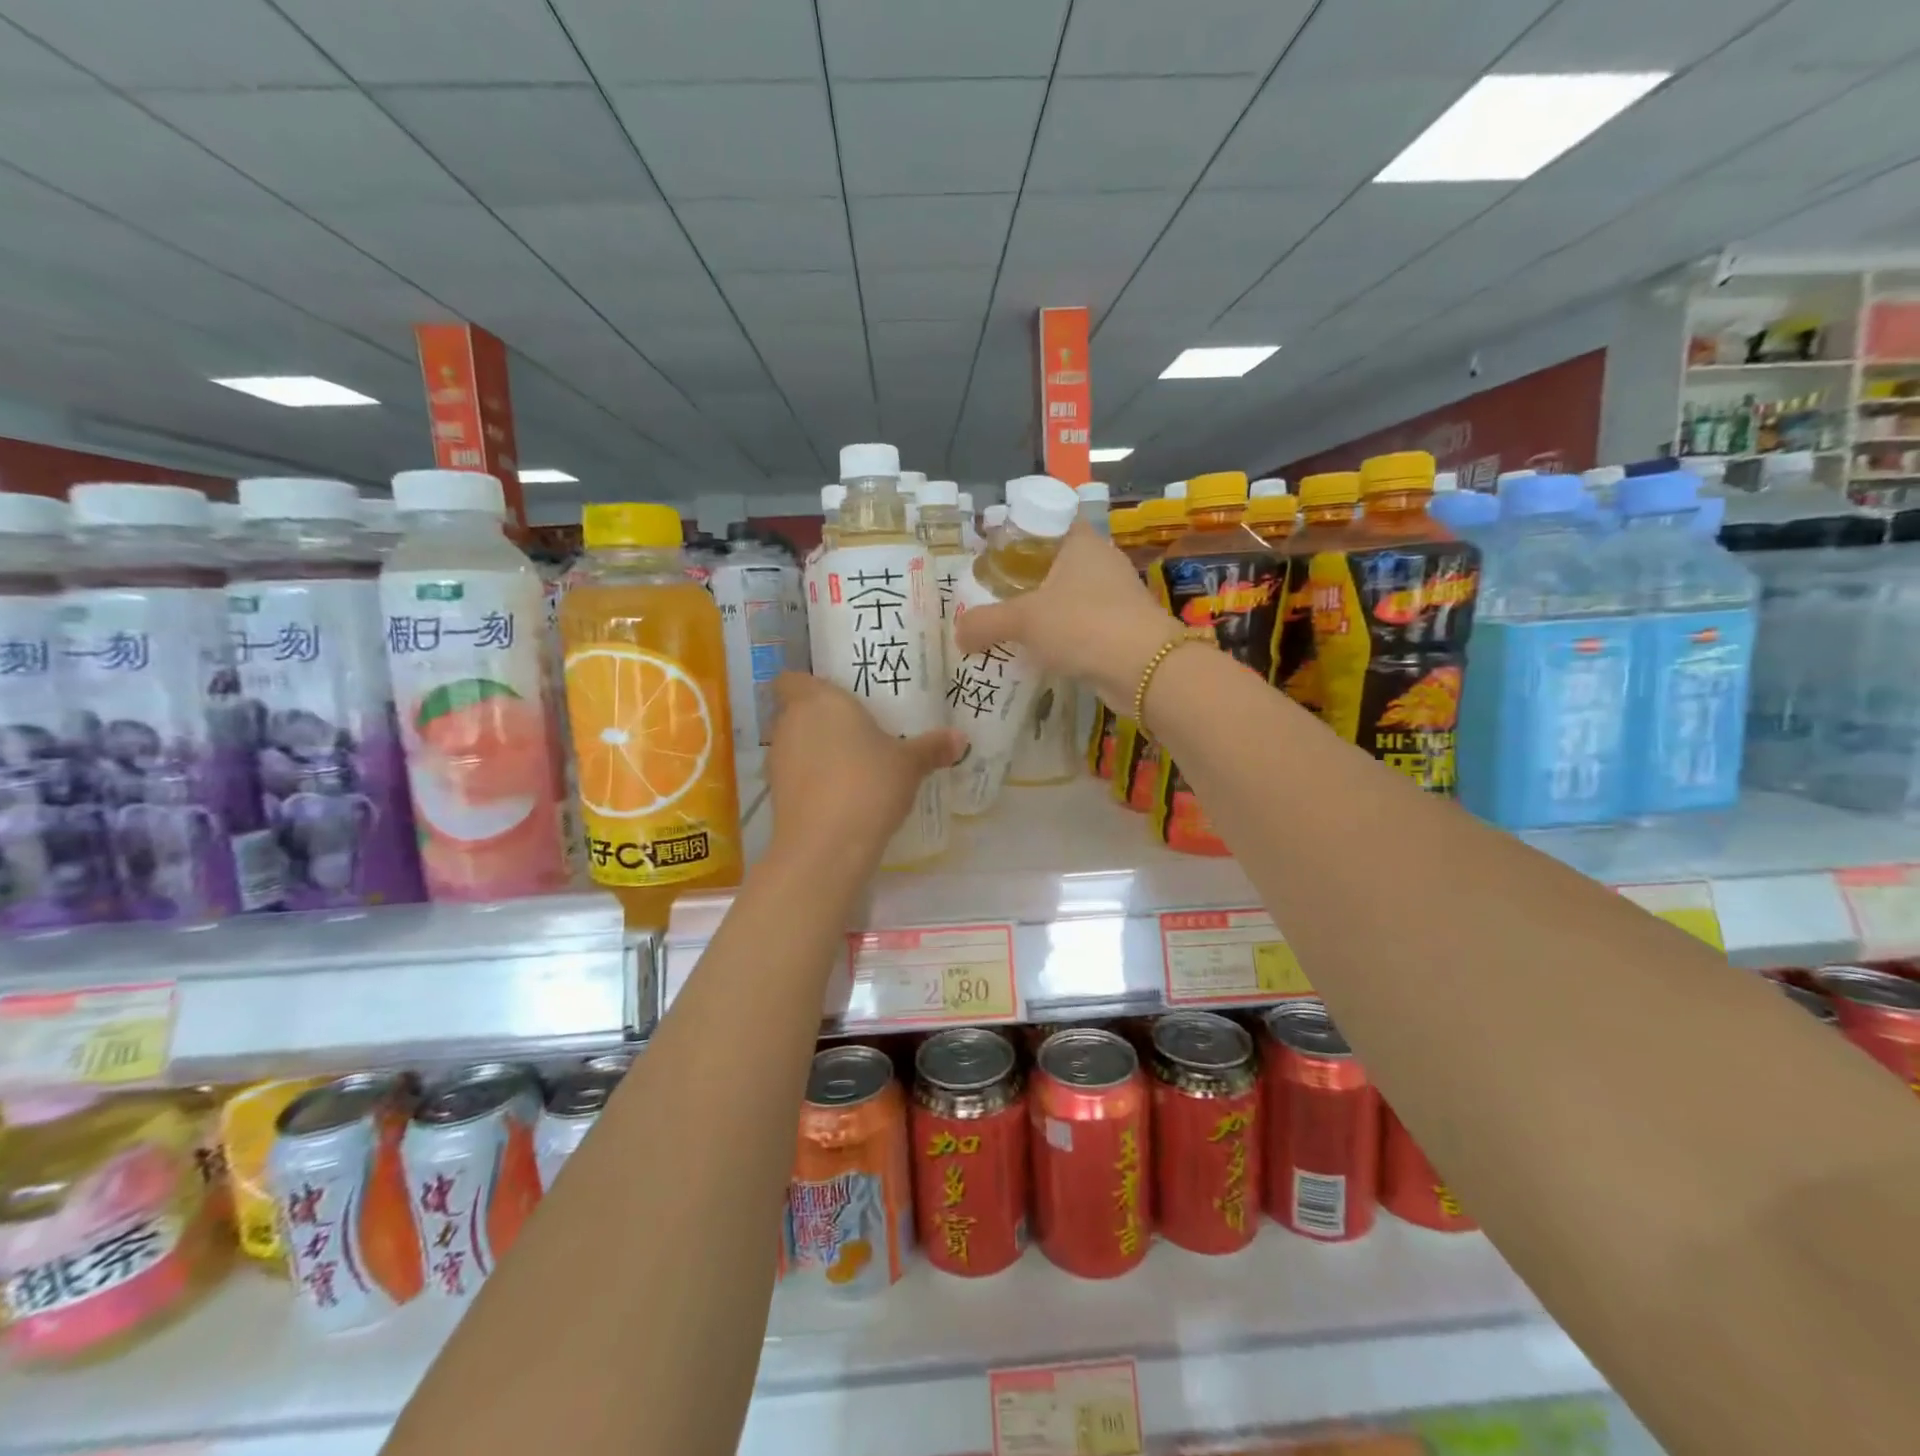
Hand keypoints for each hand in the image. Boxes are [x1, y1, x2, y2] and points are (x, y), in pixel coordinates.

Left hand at [765, 673, 961, 860]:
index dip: (806, 684)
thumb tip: (961, 738)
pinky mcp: (776, 795)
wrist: (826, 845)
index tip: (833, 695)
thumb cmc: (868, 784)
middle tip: (855, 729)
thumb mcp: (909, 764)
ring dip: (815, 751)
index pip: (791, 679)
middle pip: (794, 712)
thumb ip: (932, 747)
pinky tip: (841, 794)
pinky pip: (795, 776)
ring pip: (794, 745)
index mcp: (818, 701)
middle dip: (819, 719)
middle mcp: (790, 724)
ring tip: (851, 764)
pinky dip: (812, 780)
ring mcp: (778, 761)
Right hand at [953, 522, 1177, 706]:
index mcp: (1081, 542)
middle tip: (994, 593)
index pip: (1047, 521)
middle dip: (1027, 577)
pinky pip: (1083, 624)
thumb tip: (958, 633)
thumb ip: (985, 623)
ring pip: (1071, 595)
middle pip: (1057, 560)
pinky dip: (1063, 635)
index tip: (994, 554)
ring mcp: (1117, 596)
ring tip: (1012, 625)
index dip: (1019, 533)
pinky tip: (1041, 651)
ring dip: (1046, 609)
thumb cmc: (1082, 625)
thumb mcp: (1023, 621)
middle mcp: (1102, 562)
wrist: (1145, 670)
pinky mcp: (1123, 628)